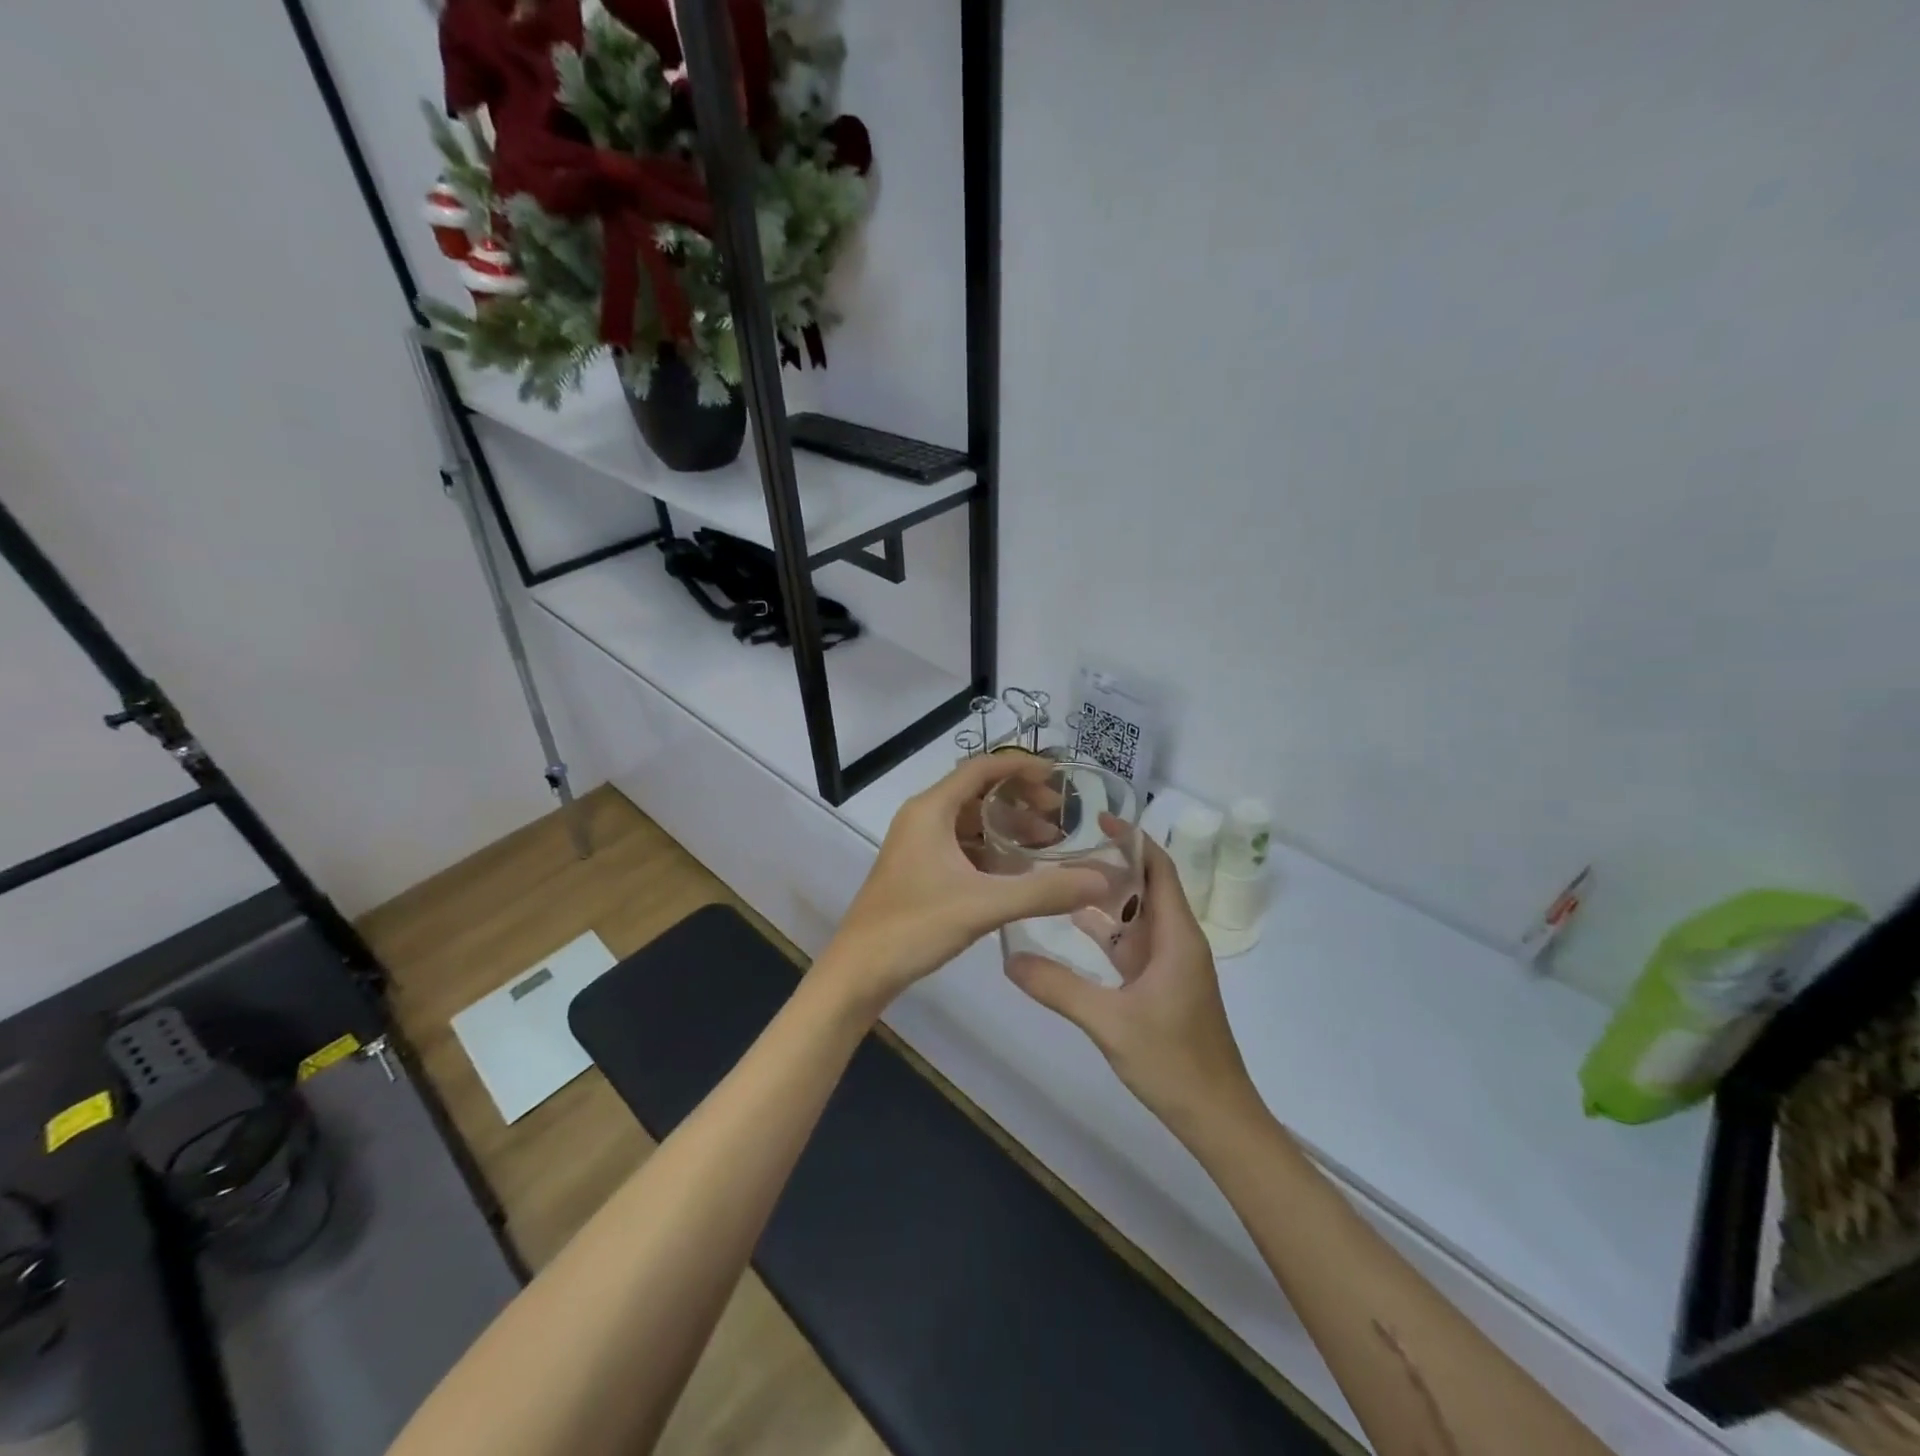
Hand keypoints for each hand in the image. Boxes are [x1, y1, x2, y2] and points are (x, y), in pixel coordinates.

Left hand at [819, 755, 1109, 1014]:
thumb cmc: (915, 926)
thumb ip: (1044, 892)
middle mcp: (923, 818)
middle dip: (1021, 800)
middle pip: (978, 792)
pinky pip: (962, 846)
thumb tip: (1101, 880)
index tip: (1060, 778)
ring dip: (1008, 828)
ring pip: (971, 822)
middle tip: (1059, 817)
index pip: (982, 769)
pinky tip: (1018, 873)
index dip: (1022, 768)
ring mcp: (918, 845)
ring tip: (1048, 845)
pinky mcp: (919, 869)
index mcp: (931, 810)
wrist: (859, 970)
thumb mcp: (985, 905)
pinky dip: (991, 851)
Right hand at [1006, 832, 1259, 1136]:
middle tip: (1061, 851)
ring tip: (1060, 879)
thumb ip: (1058, 988)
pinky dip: (1106, 932)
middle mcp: (1176, 941)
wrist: (1216, 1116)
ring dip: (1105, 899)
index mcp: (1176, 936)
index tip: (1097, 819)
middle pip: (1145, 887)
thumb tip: (1009, 959)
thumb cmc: (1173, 1061)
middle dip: (1108, 866)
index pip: (1159, 869)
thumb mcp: (1109, 1022)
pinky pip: (1132, 945)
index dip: (1133, 840)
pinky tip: (1074, 927)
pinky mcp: (1162, 986)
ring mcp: (1170, 965)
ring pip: (1136, 917)